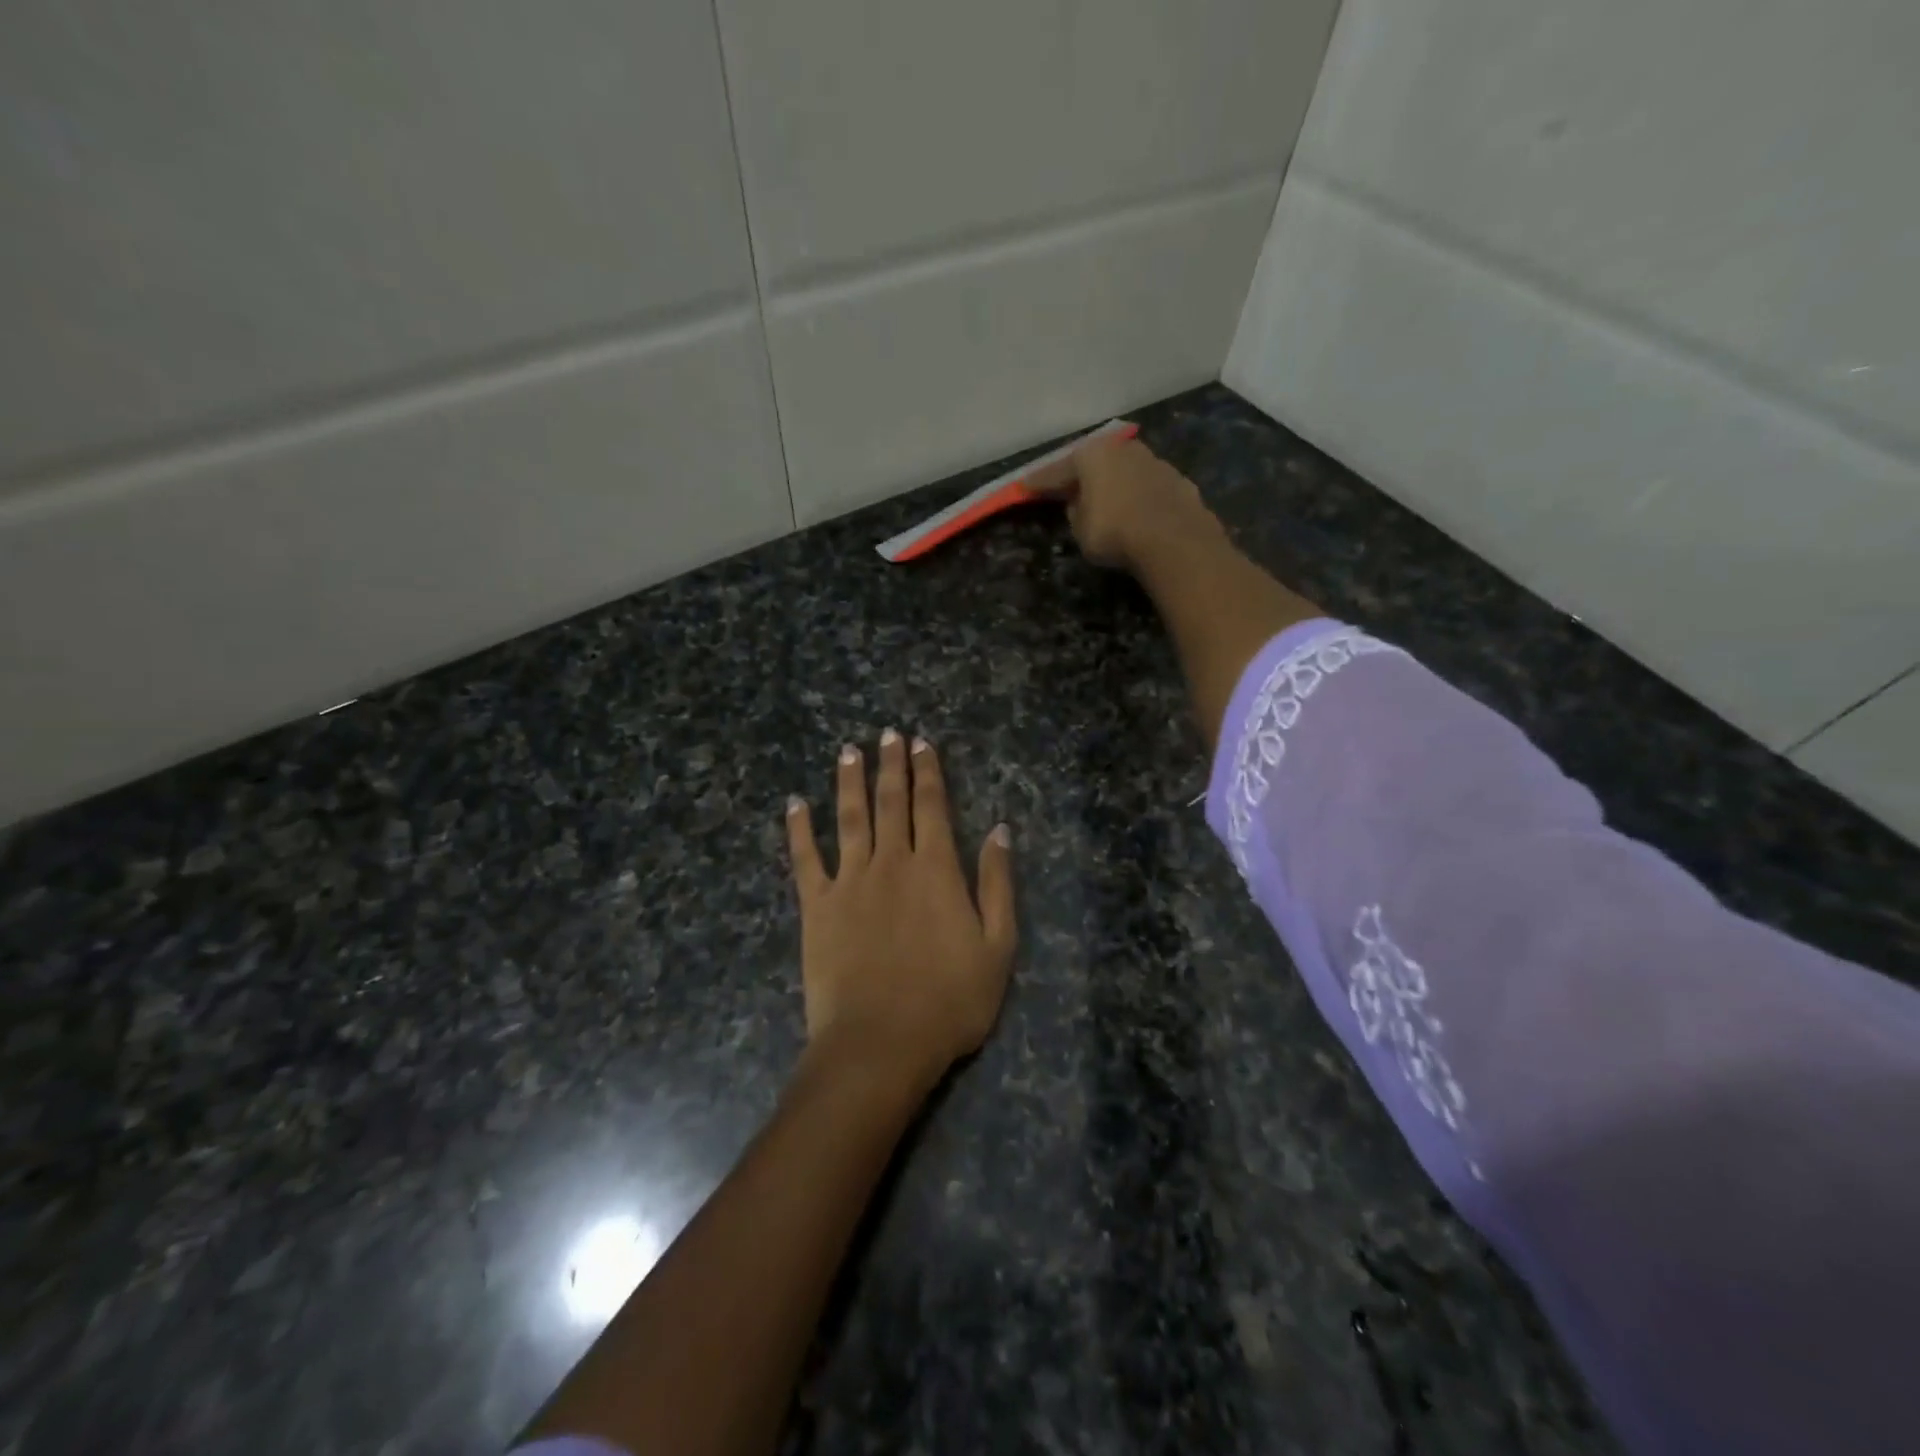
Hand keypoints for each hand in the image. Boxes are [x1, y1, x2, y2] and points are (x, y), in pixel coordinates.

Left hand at [786, 731, 1014, 1086]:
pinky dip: (799, 829)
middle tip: (888, 733)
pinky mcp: (817, 906)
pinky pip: (805, 858)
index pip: (932, 807)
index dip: (928, 772)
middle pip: (891, 802)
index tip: (922, 743)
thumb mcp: (998, 947)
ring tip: (849, 751)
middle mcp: (892, 862)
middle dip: (891, 764)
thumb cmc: (949, 1001)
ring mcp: (850, 881)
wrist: (881, 1043)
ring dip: (849, 781)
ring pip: (850, 818)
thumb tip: (1000, 829)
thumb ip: (998, 884)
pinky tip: (795, 803)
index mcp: (936, 869)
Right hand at [1027, 432, 1220, 572]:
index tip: (1024, 487)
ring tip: (1105, 500)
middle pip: (1094, 463)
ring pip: (1125, 471)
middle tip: (1067, 488)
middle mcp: (1123, 449)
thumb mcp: (1080, 529)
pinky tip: (1136, 510)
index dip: (1039, 482)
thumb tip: (1079, 503)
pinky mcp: (1178, 480)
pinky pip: (1147, 487)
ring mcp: (1155, 462)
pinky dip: (1138, 496)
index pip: (1057, 470)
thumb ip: (1076, 512)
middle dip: (1081, 475)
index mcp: (1092, 455)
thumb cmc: (1115, 532)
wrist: (1174, 540)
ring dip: (1113, 483)